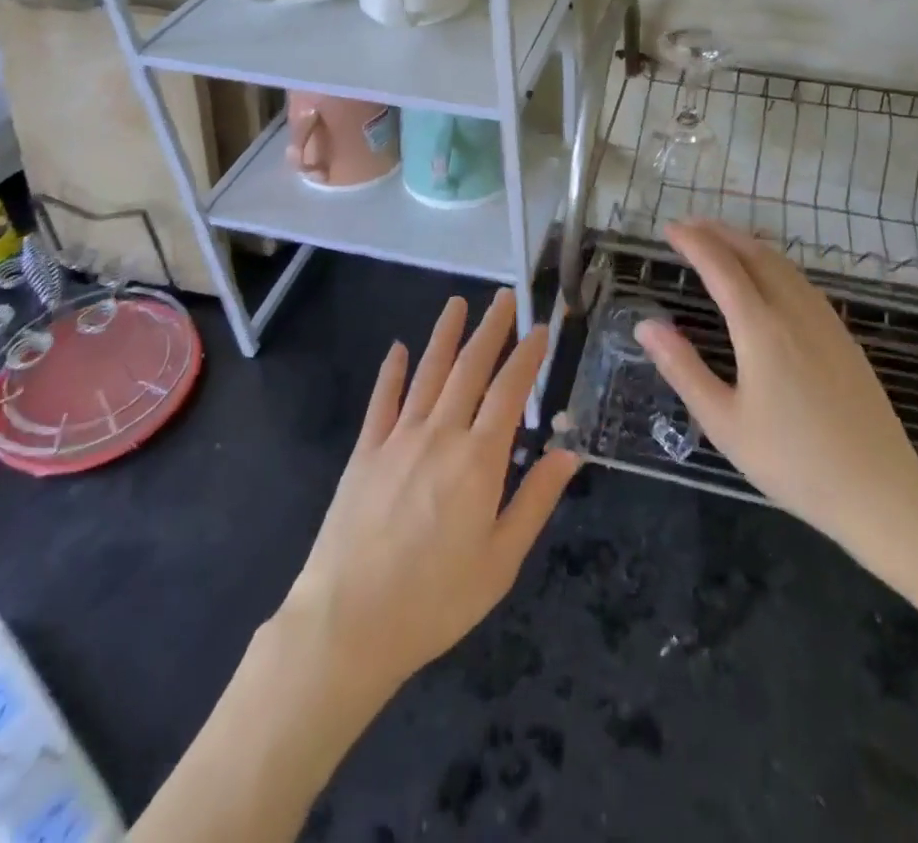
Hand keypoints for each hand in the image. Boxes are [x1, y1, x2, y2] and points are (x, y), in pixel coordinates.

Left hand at [279, 290, 581, 700]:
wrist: (348, 620)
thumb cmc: (435, 599)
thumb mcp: (501, 560)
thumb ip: (535, 500)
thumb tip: (568, 452)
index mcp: (479, 460)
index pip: (510, 392)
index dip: (527, 356)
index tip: (540, 327)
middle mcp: (440, 434)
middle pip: (470, 368)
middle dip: (491, 329)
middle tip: (504, 297)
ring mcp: (398, 438)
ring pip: (428, 372)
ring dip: (445, 335)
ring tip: (458, 303)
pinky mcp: (365, 451)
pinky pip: (382, 400)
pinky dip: (392, 371)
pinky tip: (398, 349)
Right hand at [634, 220, 917, 581]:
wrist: (879, 491)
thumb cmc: (792, 462)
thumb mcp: (723, 422)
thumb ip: (683, 368)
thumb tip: (645, 326)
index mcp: (762, 330)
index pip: (721, 268)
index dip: (694, 243)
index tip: (669, 228)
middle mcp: (795, 313)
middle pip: (755, 255)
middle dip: (720, 233)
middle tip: (689, 224)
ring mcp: (825, 322)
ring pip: (783, 265)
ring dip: (747, 244)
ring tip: (721, 239)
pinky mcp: (843, 337)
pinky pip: (802, 281)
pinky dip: (774, 263)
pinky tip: (768, 275)